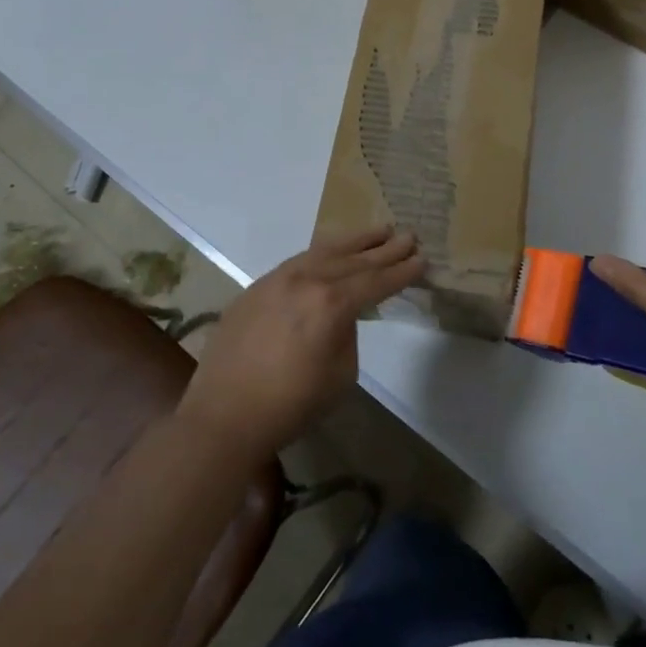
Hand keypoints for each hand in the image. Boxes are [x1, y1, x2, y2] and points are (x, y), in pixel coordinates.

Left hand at [178, 228, 423, 461]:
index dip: (401, 272)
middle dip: (384, 249)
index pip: (375, 281)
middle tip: (409, 236)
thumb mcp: (340, 375)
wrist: (224, 416)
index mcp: (331, 305)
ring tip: (378, 231)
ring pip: (324, 251)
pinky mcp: (257, 286)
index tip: (421, 259)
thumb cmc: (290, 406)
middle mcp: (306, 281)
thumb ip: (347, 334)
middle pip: (354, 260)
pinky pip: (298, 260)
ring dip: (354, 241)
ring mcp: (278, 279)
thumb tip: (342, 315)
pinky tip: (333, 251)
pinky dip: (322, 253)